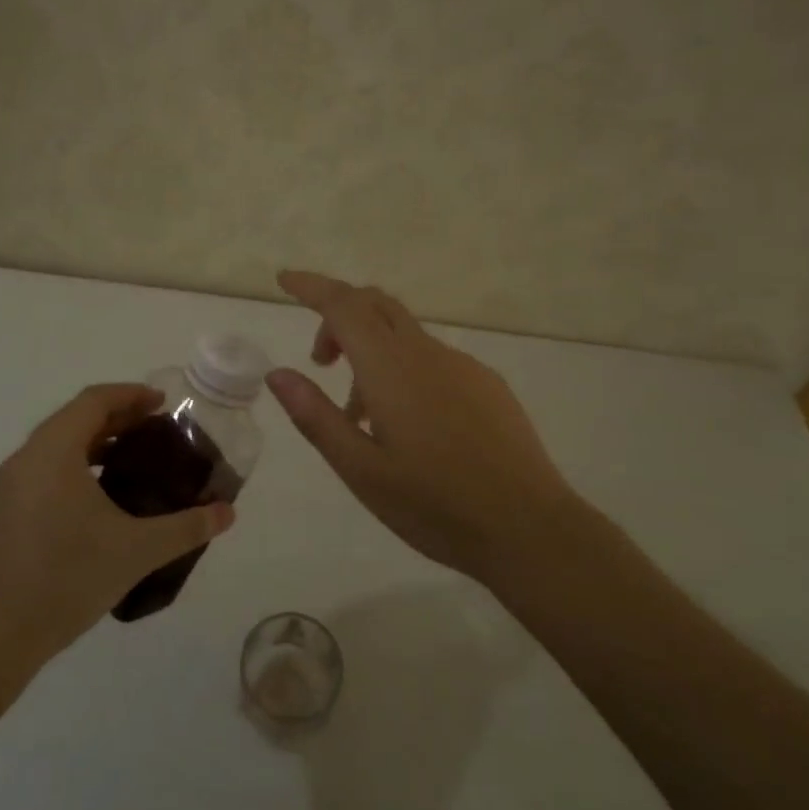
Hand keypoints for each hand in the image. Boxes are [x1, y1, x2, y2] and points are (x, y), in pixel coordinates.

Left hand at [0, 384, 235, 670]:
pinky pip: (45, 471)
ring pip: (57, 446)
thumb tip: (227, 512)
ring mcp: (9, 487)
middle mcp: (26, 459)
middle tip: (156, 430)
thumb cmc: (67, 579)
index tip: (162, 403)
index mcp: (53, 451)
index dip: (130, 395)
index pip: (94, 400)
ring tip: (133, 461)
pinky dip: (76, 467)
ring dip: (95, 443)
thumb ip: (186, 527)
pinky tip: (100, 500)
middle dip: (117, 417)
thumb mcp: (137, 550)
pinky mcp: (4, 513)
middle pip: (75, 418)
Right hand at [266, 270, 575, 586]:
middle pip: (376, 305)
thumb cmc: (435, 505)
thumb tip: (278, 373)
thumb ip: (316, 416)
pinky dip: (403, 371)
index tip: (284, 279)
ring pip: (403, 336)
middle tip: (321, 361)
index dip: (311, 286)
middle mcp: (427, 353)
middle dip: (339, 316)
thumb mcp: (360, 470)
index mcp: (392, 369)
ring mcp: (463, 366)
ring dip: (370, 355)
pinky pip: (432, 359)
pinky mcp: (487, 385)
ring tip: (360, 419)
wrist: (530, 529)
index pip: (344, 306)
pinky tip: (409, 427)